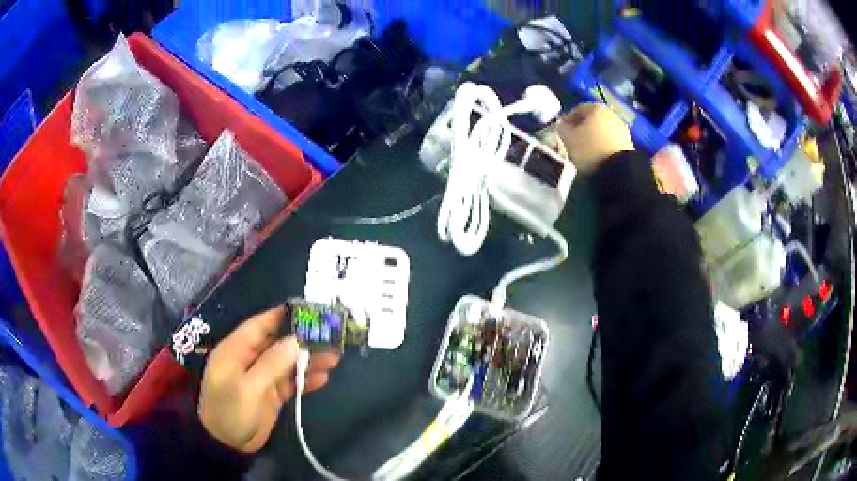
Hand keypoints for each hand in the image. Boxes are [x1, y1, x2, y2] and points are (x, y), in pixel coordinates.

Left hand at [198, 306, 339, 452]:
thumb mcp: (248, 387)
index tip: (307, 310)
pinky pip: (290, 382)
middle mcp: (249, 359)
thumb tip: (296, 340)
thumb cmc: (231, 411)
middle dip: (302, 339)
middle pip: (277, 343)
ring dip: (308, 360)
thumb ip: (272, 363)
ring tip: (334, 358)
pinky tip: (323, 378)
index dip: (281, 316)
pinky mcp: (271, 394)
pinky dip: (305, 379)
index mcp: (236, 350)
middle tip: (330, 336)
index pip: (259, 326)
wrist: (228, 445)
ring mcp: (261, 377)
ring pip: (287, 363)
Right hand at [557, 102, 633, 172]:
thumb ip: (562, 128)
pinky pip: (611, 140)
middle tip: (575, 140)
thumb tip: (563, 124)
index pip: (577, 110)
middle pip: (592, 119)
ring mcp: (622, 128)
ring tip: (587, 150)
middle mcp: (611, 113)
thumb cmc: (589, 149)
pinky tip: (599, 155)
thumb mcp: (568, 139)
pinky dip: (604, 144)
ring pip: (603, 129)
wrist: (618, 170)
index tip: (563, 132)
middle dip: (583, 128)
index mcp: (595, 108)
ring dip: (595, 136)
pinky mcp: (629, 142)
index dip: (568, 120)